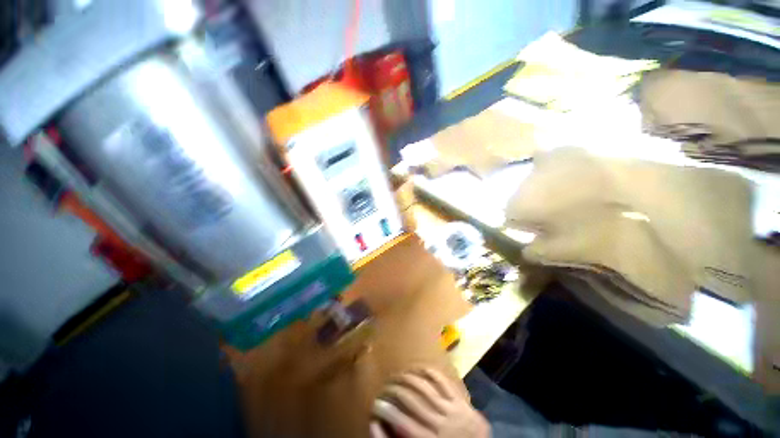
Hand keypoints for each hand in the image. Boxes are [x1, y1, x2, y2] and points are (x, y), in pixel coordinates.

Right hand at [370, 368, 490, 437]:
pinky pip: (443, 381)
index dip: (386, 410)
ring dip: (408, 378)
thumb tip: (378, 426)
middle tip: (384, 387)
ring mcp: (453, 408)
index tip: (375, 403)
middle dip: (394, 390)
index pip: (402, 422)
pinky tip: (419, 368)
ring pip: (425, 387)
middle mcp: (440, 422)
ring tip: (397, 376)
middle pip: (411, 400)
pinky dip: (429, 372)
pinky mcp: (461, 399)